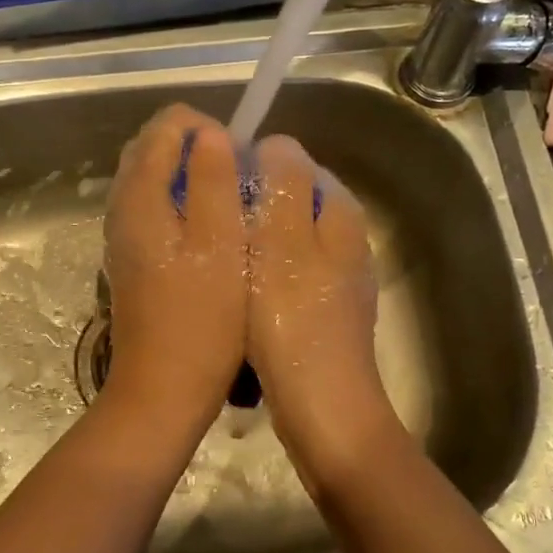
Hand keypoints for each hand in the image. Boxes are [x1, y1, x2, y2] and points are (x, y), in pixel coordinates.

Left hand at [100, 104, 247, 436]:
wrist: (162, 388)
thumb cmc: (202, 318)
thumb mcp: (221, 242)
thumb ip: (213, 179)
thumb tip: (210, 134)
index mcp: (140, 196)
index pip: (164, 126)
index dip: (205, 128)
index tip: (239, 158)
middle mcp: (122, 207)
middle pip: (152, 148)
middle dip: (196, 148)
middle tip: (238, 176)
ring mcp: (122, 234)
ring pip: (151, 180)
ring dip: (189, 176)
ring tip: (231, 200)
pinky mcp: (132, 258)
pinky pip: (152, 208)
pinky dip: (180, 202)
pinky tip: (211, 231)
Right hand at [244, 135, 402, 486]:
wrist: (324, 411)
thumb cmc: (293, 320)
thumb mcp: (282, 239)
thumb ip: (283, 184)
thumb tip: (276, 142)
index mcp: (339, 213)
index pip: (293, 162)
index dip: (250, 168)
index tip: (213, 190)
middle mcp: (345, 239)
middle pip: (287, 201)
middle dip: (248, 207)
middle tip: (207, 226)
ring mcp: (335, 279)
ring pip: (282, 240)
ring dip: (249, 243)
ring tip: (213, 259)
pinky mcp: (320, 313)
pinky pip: (281, 275)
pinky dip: (257, 276)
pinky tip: (233, 295)